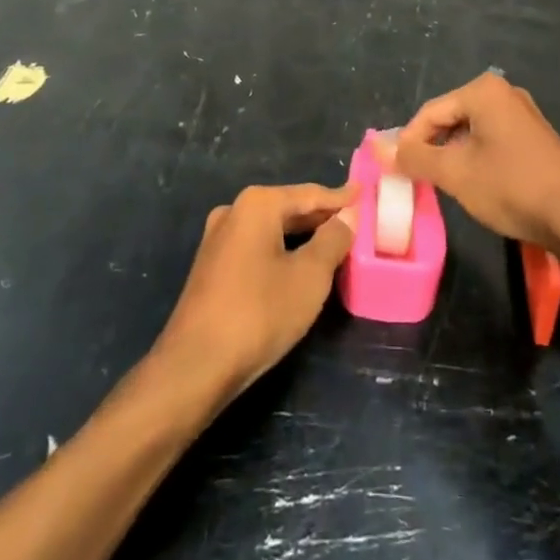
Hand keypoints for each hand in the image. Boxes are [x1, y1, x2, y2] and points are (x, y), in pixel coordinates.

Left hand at [155, 183, 355, 402]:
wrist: (195, 365)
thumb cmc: (259, 313)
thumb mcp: (309, 277)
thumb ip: (332, 241)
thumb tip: (346, 218)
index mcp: (257, 204)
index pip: (309, 194)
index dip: (340, 197)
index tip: (364, 193)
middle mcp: (234, 211)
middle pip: (288, 208)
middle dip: (321, 216)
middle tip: (354, 219)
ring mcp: (218, 239)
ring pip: (271, 228)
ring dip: (302, 234)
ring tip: (333, 240)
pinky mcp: (212, 266)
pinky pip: (257, 246)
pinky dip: (282, 249)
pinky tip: (298, 263)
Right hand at [381, 73, 559, 253]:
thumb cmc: (510, 186)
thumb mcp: (455, 173)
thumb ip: (414, 157)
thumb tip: (377, 148)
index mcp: (483, 91)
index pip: (430, 112)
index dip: (409, 142)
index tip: (397, 171)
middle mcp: (504, 92)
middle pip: (451, 117)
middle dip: (432, 147)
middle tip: (418, 178)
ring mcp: (523, 113)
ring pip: (471, 130)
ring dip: (453, 154)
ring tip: (444, 184)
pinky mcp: (535, 135)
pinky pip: (492, 138)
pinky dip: (476, 157)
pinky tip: (475, 183)